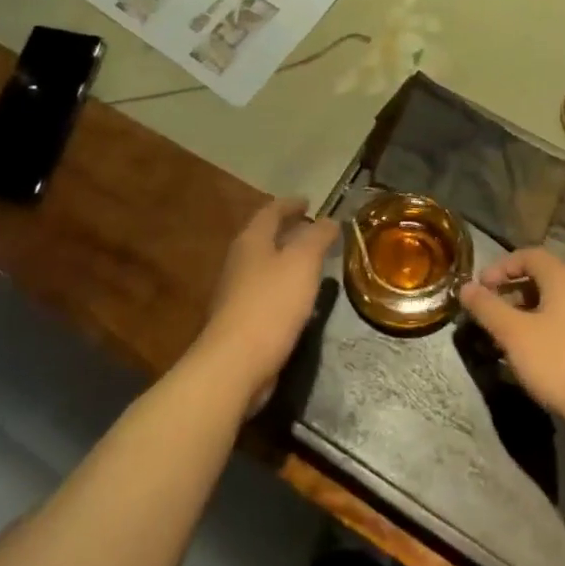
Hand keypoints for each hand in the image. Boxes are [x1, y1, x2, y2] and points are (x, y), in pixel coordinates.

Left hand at [192, 197, 335, 414]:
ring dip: (286, 259)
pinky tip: (299, 298)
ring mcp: (236, 292)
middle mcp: (239, 261)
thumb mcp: (303, 262)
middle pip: (264, 237)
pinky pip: (266, 292)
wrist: (235, 364)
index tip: (309, 201)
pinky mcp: (240, 320)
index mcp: (251, 241)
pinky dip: (283, 285)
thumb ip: (317, 237)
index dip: (291, 204)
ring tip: (312, 261)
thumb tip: (330, 220)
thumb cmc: (271, 304)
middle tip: (314, 229)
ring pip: (265, 265)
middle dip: (288, 230)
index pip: (271, 211)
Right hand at [457, 248, 564, 442]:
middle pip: (538, 278)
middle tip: (486, 312)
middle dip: (508, 291)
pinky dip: (537, 329)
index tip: (480, 287)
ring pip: (548, 303)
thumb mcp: (515, 333)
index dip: (501, 266)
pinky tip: (525, 354)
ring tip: (501, 336)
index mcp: (562, 279)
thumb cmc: (560, 361)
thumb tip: (465, 287)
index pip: (528, 255)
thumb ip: (487, 308)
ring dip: (521, 313)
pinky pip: (558, 323)